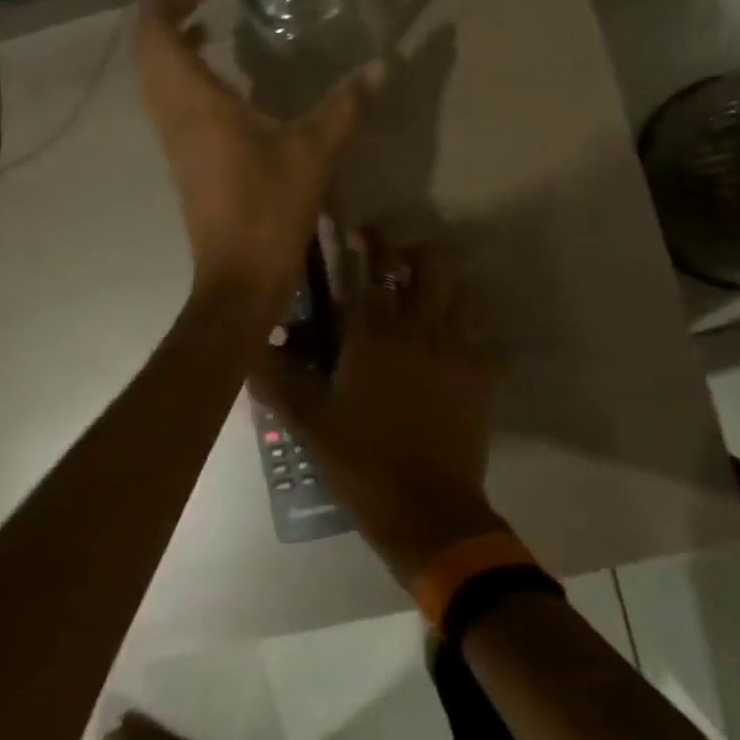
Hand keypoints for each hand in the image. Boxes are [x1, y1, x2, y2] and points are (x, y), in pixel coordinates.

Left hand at [137, 0, 373, 305]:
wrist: (238, 276)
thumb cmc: (269, 209)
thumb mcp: (314, 152)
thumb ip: (346, 106)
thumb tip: (383, 65)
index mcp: (195, 103)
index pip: (157, 33)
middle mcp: (174, 114)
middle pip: (148, 47)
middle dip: (166, 6)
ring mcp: (174, 137)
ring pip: (155, 74)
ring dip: (170, 37)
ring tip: (203, 13)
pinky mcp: (184, 156)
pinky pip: (169, 96)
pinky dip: (181, 68)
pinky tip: (216, 69)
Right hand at [251, 230, 504, 582]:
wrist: (427, 511)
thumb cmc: (361, 462)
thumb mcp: (308, 423)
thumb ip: (276, 380)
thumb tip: (251, 345)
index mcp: (373, 334)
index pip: (370, 270)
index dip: (366, 243)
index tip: (358, 227)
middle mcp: (419, 328)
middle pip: (429, 265)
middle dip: (414, 252)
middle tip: (398, 263)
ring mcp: (457, 349)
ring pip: (463, 291)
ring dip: (446, 284)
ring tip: (430, 295)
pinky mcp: (483, 376)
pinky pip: (488, 339)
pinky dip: (477, 333)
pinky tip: (461, 345)